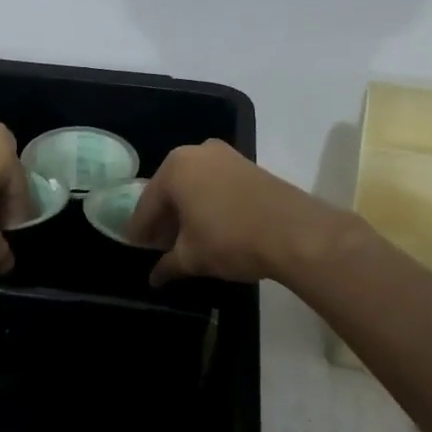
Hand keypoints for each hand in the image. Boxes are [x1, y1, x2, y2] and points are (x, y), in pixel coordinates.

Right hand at [128, 140, 342, 286]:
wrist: (295, 232)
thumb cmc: (230, 239)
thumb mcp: (192, 257)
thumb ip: (168, 265)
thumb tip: (154, 278)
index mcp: (174, 168)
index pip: (147, 204)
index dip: (140, 230)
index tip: (136, 248)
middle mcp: (196, 153)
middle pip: (170, 191)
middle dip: (164, 218)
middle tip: (159, 245)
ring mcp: (226, 156)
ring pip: (194, 186)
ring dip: (187, 210)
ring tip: (186, 239)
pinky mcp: (249, 166)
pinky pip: (216, 185)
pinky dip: (208, 204)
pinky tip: (210, 227)